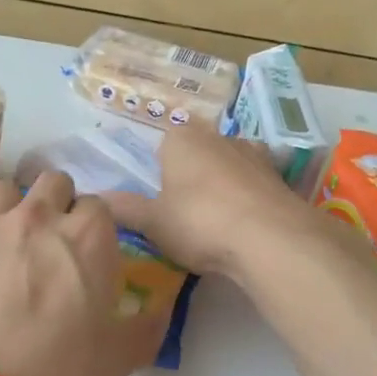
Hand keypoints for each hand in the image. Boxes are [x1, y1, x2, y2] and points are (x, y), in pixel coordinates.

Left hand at [0, 170, 168, 375]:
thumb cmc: (60, 375)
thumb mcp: (120, 358)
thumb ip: (146, 325)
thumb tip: (159, 310)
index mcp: (86, 237)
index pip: (98, 205)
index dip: (96, 227)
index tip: (91, 254)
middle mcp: (35, 220)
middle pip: (51, 182)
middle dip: (57, 203)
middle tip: (54, 243)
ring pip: (3, 192)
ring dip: (13, 209)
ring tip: (11, 246)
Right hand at [100, 124, 314, 277]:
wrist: (271, 239)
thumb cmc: (199, 222)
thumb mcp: (152, 222)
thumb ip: (125, 209)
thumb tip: (97, 199)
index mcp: (182, 139)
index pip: (163, 144)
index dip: (159, 172)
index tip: (159, 200)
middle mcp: (218, 136)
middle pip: (198, 153)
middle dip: (191, 177)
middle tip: (184, 214)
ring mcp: (254, 153)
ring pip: (228, 166)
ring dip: (222, 186)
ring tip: (216, 223)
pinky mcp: (279, 177)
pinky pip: (254, 185)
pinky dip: (248, 199)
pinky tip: (244, 227)